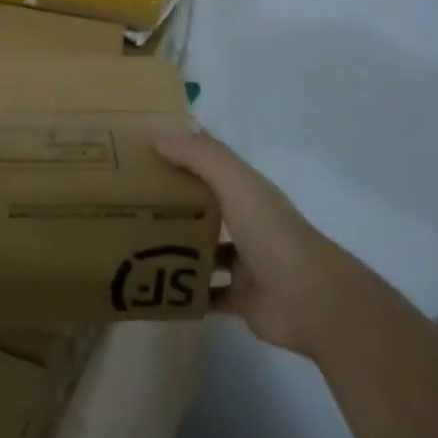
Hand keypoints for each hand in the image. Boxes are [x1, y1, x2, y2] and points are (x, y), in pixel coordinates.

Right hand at [153, 131, 362, 359]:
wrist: (312, 302)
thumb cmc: (272, 234)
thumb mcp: (236, 184)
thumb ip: (201, 157)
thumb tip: (157, 136)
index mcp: (246, 191)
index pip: (210, 163)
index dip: (180, 152)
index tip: (141, 149)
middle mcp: (245, 221)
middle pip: (202, 205)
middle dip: (170, 201)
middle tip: (125, 199)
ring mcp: (243, 261)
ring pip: (202, 249)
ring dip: (174, 246)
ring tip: (132, 242)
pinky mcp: (240, 298)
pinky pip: (205, 293)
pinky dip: (185, 291)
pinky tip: (154, 288)